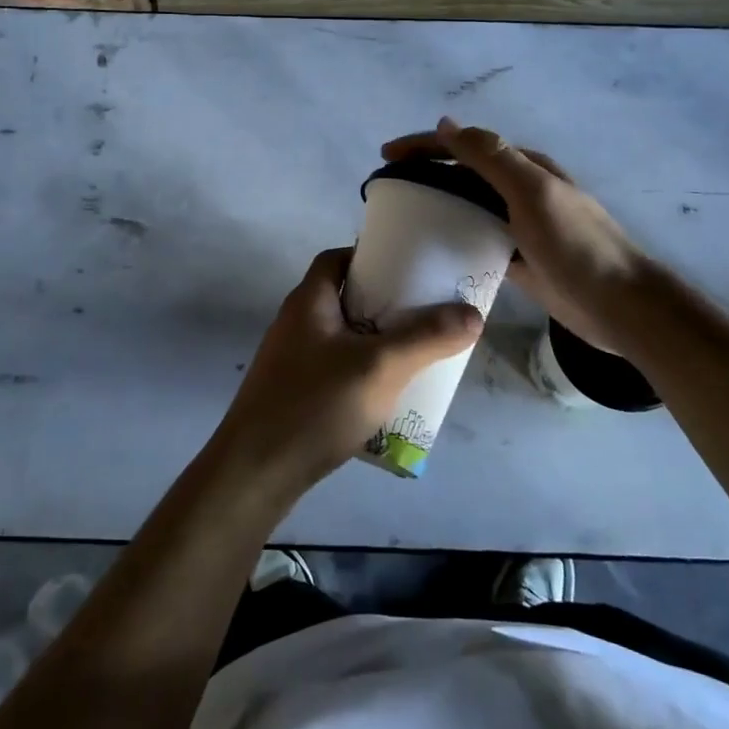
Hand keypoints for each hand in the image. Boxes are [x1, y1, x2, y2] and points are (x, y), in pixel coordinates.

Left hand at [213, 247, 480, 494]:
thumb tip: (472, 313)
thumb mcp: (380, 367)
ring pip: (343, 337)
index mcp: (309, 301)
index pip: (337, 259)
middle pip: (345, 298)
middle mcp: (297, 322)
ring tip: (416, 354)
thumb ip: (426, 338)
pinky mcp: (293, 392)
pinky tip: (386, 396)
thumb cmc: (316, 405)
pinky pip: (335, 368)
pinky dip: (362, 371)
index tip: (409, 270)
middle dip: (384, 304)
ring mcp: (291, 360)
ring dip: (376, 341)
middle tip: (425, 315)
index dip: (370, 257)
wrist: (256, 471)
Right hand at [382, 117, 646, 354]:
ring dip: (437, 204)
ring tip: (402, 217)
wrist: (619, 304)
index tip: (386, 156)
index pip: (465, 146)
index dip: (424, 146)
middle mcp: (520, 191)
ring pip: (468, 206)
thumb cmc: (575, 244)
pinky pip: (477, 240)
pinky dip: (453, 239)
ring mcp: (520, 226)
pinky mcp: (518, 258)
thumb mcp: (532, 191)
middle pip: (463, 174)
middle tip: (388, 187)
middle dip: (425, 172)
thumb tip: (446, 123)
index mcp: (524, 168)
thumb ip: (491, 157)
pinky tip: (431, 252)